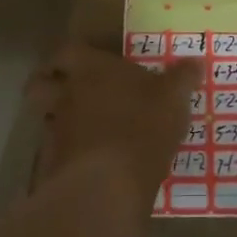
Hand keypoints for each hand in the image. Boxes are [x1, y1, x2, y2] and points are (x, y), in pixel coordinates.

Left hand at [27, 44, 199, 199]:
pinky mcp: (53, 165)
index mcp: (91, 69)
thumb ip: (183, 78)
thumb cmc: (142, 126)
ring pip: (45, 117)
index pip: (67, 51)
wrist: (108, 184)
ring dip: (57, 120)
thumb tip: (196, 61)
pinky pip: (54, 151)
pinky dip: (65, 153)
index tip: (75, 63)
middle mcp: (66, 94)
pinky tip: (85, 161)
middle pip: (41, 84)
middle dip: (48, 85)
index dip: (68, 57)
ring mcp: (55, 130)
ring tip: (79, 129)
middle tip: (67, 92)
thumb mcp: (174, 99)